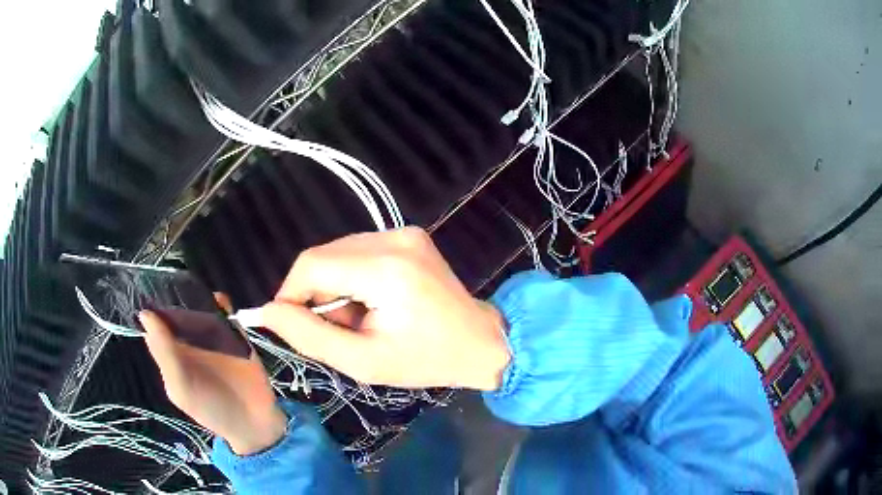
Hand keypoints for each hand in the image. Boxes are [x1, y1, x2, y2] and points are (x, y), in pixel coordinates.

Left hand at [140, 295, 286, 455]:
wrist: (253, 423)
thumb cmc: (211, 410)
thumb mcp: (181, 388)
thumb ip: (164, 354)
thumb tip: (145, 314)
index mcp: (170, 354)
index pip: (156, 324)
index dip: (152, 305)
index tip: (151, 284)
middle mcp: (187, 342)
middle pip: (176, 310)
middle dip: (175, 294)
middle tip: (176, 279)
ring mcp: (210, 336)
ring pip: (198, 307)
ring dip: (197, 296)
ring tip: (197, 288)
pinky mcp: (233, 334)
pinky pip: (224, 312)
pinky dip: (221, 303)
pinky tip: (221, 302)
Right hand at [244, 227, 510, 390]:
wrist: (479, 342)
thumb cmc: (425, 360)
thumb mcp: (363, 362)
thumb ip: (309, 336)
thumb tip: (267, 312)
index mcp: (386, 269)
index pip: (311, 265)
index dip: (291, 293)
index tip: (292, 323)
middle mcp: (394, 238)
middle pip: (323, 256)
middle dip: (316, 294)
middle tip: (340, 328)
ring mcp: (403, 232)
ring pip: (337, 252)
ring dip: (334, 286)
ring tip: (360, 318)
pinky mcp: (408, 234)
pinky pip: (358, 251)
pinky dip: (352, 277)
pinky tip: (373, 301)